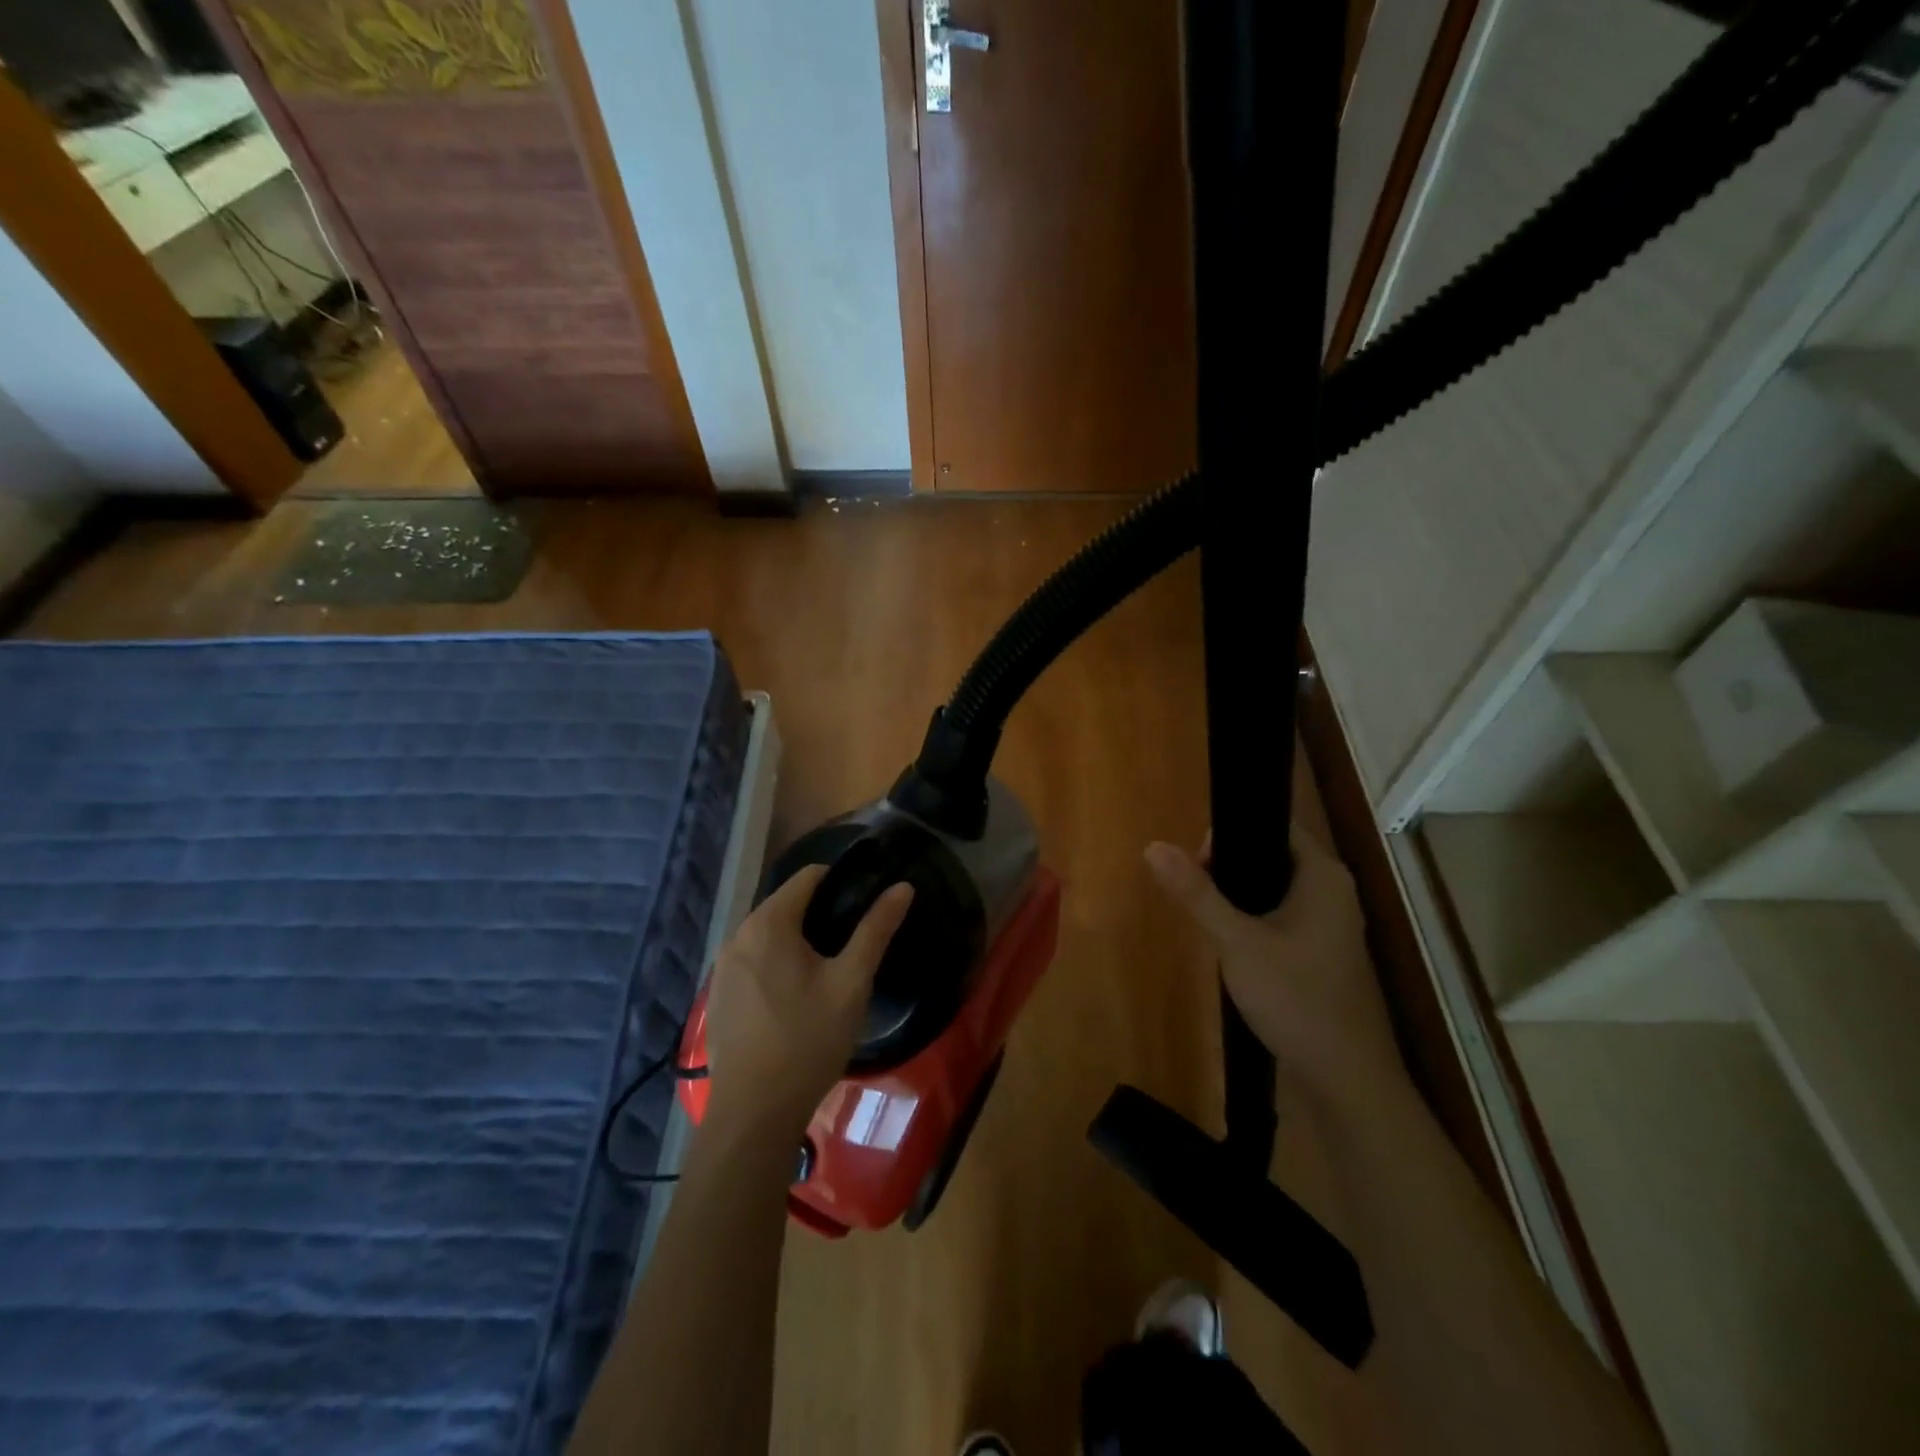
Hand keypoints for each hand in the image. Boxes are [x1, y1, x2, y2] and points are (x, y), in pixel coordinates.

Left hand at [702, 866, 913, 1136]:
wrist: (755, 1113)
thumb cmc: (809, 1040)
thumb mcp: (852, 982)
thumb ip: (876, 929)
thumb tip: (902, 887)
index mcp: (768, 923)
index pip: (808, 877)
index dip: (841, 882)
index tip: (865, 904)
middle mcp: (737, 935)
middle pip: (785, 904)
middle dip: (819, 913)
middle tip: (852, 944)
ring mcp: (721, 967)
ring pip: (768, 934)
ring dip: (797, 940)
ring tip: (828, 970)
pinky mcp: (717, 995)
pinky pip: (752, 960)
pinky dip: (775, 963)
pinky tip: (794, 998)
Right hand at [1145, 827, 1406, 1113]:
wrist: (1346, 1079)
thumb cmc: (1295, 998)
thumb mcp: (1237, 942)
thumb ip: (1196, 893)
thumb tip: (1153, 846)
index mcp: (1323, 875)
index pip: (1273, 824)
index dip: (1230, 832)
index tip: (1196, 862)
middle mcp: (1333, 890)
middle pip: (1270, 854)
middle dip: (1228, 868)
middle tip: (1196, 895)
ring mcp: (1331, 923)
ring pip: (1273, 888)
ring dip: (1238, 897)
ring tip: (1207, 919)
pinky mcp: (1322, 951)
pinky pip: (1281, 916)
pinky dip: (1254, 920)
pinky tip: (1230, 945)